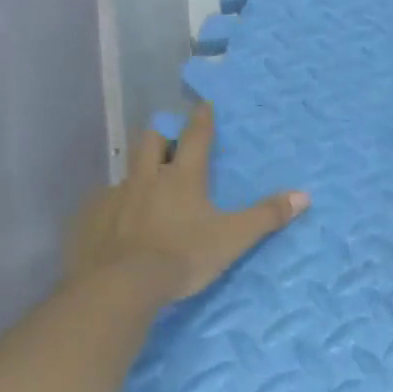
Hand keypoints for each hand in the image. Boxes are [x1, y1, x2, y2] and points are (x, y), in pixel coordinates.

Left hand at [65, 103, 308, 303]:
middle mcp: (146, 179)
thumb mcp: (234, 238)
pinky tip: (119, 224)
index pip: (195, 137)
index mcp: (182, 178)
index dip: (202, 119)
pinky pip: (102, 204)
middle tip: (170, 142)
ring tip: (147, 190)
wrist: (120, 287)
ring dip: (138, 174)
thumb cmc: (183, 255)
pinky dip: (115, 207)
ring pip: (126, 173)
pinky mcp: (89, 221)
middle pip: (150, 142)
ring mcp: (113, 199)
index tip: (203, 104)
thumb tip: (304, 196)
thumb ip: (267, 216)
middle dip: (162, 136)